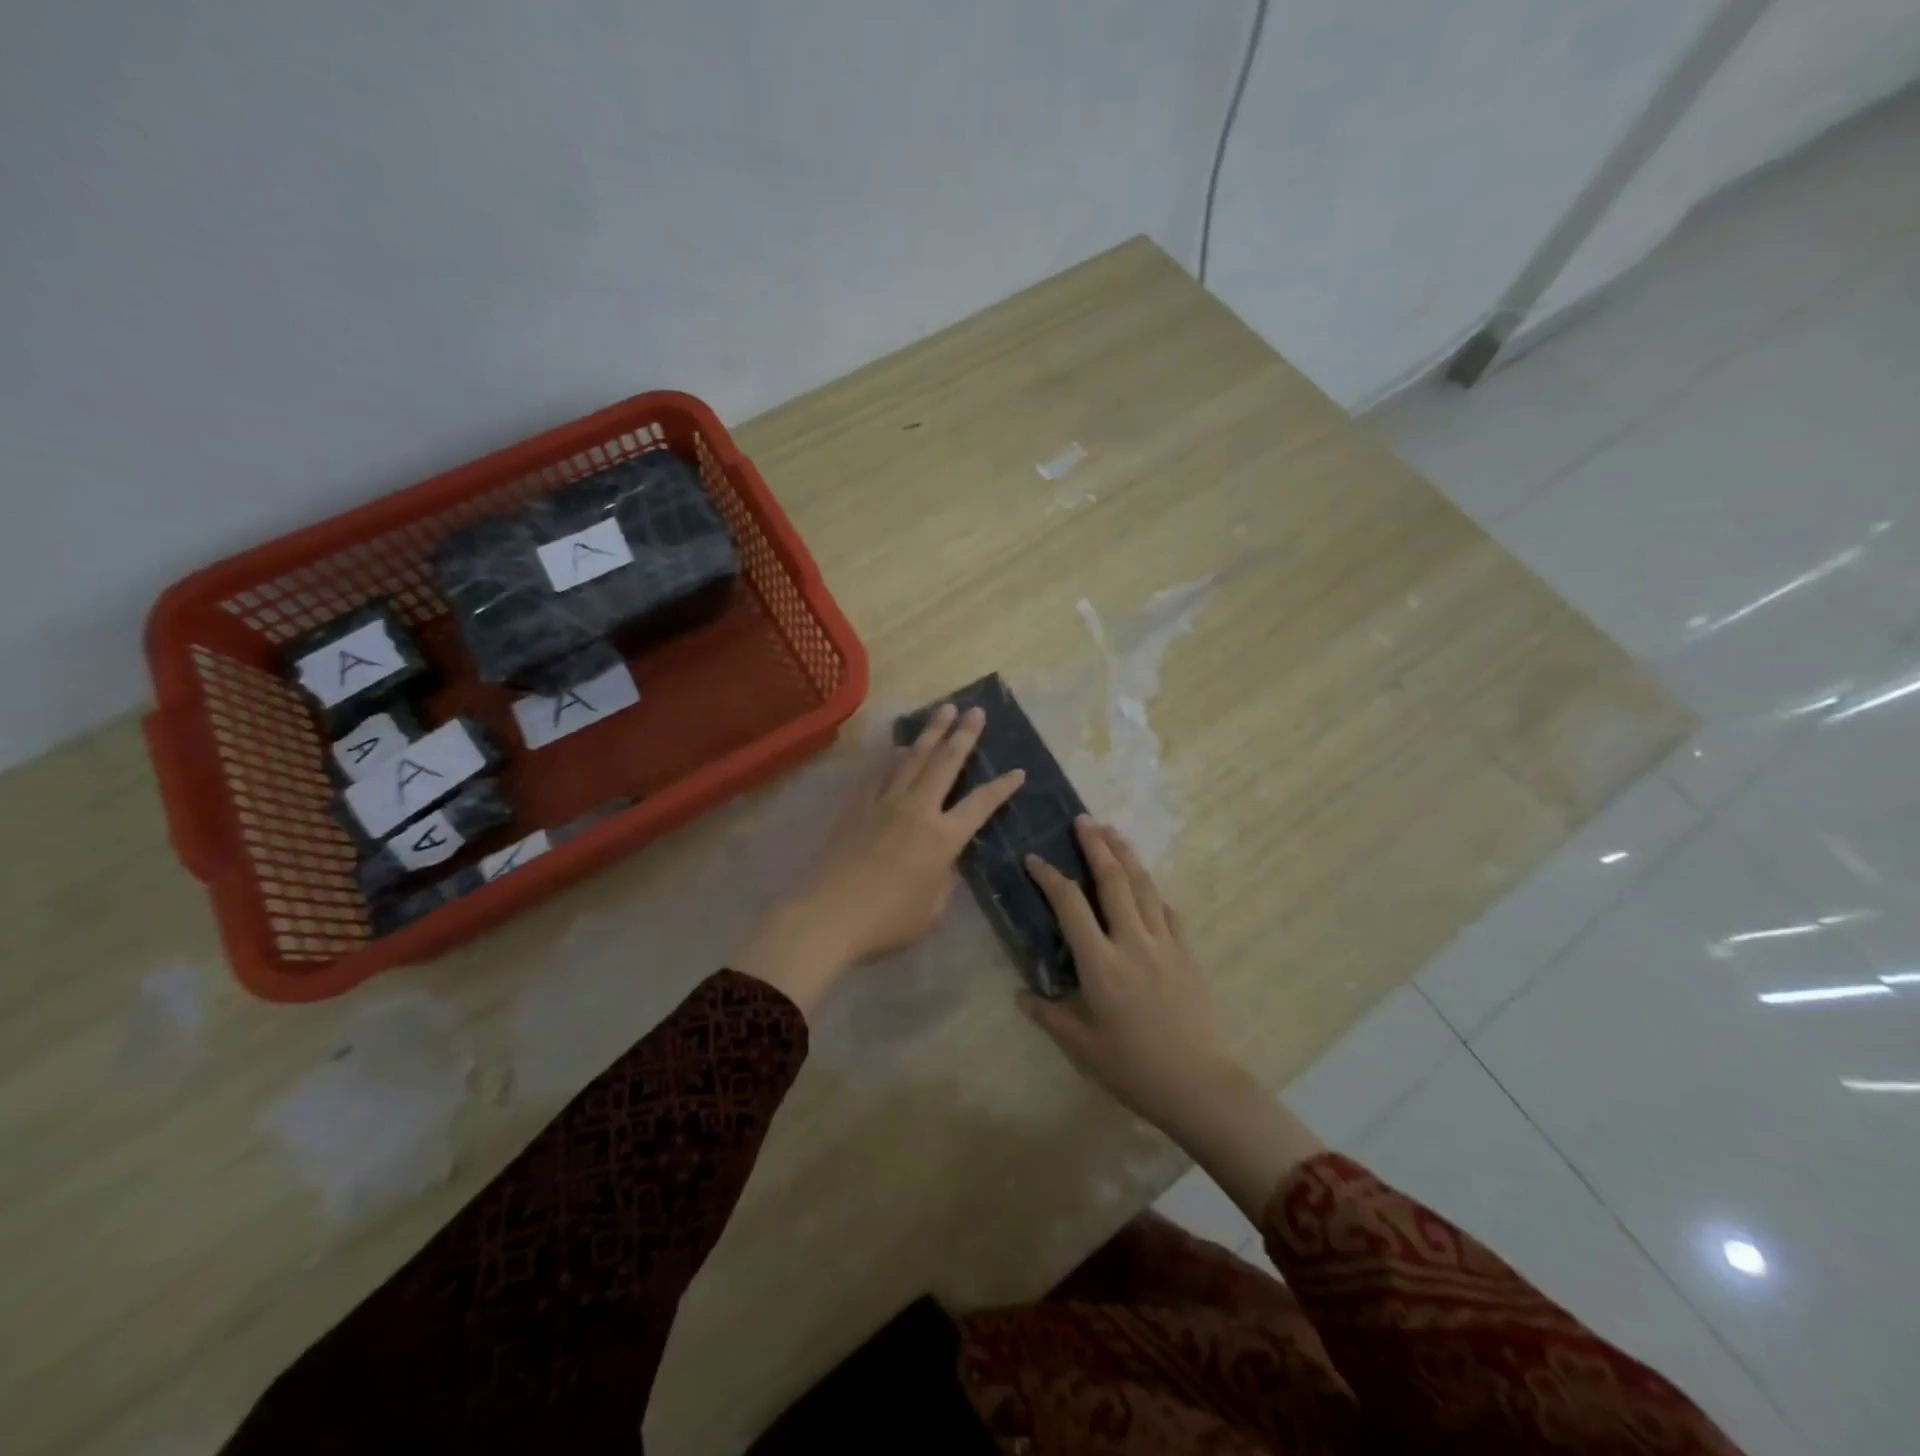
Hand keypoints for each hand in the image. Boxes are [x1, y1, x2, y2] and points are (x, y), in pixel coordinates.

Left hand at [736, 703, 1024, 1017]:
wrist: (828, 916)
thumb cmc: (888, 922)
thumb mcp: (932, 909)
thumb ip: (944, 877)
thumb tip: (943, 859)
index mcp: (943, 838)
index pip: (981, 804)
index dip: (1002, 787)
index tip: (1018, 771)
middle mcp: (917, 809)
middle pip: (945, 763)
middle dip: (964, 734)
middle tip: (976, 710)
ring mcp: (884, 803)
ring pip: (912, 758)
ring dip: (931, 732)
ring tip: (943, 710)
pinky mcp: (857, 806)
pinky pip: (880, 772)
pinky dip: (892, 756)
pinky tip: (898, 746)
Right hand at [1021, 818, 1231, 1128]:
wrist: (1198, 1084)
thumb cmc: (1133, 1068)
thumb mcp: (1082, 1048)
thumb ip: (1049, 1016)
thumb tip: (1021, 994)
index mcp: (1101, 964)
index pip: (1071, 906)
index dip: (1051, 878)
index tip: (1035, 859)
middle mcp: (1133, 943)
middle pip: (1113, 882)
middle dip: (1096, 846)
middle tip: (1083, 820)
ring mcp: (1164, 944)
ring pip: (1144, 887)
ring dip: (1127, 856)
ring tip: (1113, 832)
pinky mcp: (1187, 953)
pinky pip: (1169, 911)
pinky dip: (1154, 891)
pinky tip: (1148, 885)